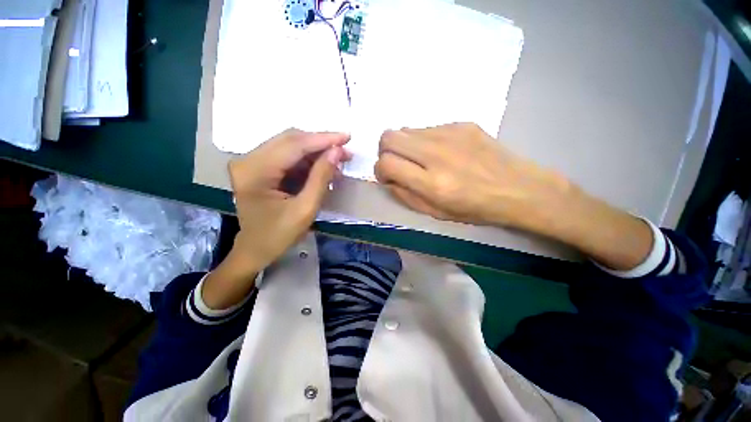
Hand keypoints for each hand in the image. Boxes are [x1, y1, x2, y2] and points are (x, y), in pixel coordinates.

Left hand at [228, 128, 349, 271]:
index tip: (347, 137)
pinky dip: (307, 160)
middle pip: (290, 140)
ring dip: (316, 152)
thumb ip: (321, 177)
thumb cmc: (278, 235)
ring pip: (290, 146)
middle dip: (321, 144)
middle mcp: (248, 159)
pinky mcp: (258, 167)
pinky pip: (287, 156)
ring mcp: (251, 162)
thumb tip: (337, 151)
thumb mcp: (305, 209)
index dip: (323, 139)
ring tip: (338, 161)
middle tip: (345, 151)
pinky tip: (323, 168)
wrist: (255, 250)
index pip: (294, 145)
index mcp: (255, 171)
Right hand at [375, 123, 571, 230]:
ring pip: (405, 129)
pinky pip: (427, 127)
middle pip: (389, 137)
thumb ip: (405, 195)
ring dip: (404, 145)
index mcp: (432, 183)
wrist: (519, 189)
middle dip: (385, 151)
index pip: (386, 163)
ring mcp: (450, 134)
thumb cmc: (475, 209)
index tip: (388, 176)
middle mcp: (437, 153)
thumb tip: (388, 179)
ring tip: (420, 159)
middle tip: (397, 164)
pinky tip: (441, 152)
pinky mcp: (462, 123)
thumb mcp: (435, 213)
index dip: (380, 170)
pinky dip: (423, 140)